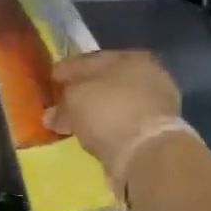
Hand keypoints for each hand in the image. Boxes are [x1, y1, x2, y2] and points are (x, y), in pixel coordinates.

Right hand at [46, 50, 185, 186]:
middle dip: (84, 90)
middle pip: (107, 81)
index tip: (52, 79)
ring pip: (117, 103)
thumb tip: (52, 116)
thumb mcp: (74, 100)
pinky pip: (124, 123)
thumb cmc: (109, 112)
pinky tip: (94, 135)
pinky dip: (109, 127)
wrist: (147, 153)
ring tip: (77, 123)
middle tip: (62, 101)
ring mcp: (158, 103)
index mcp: (130, 57)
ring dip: (97, 111)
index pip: (91, 60)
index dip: (68, 69)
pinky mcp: (159, 131)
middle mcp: (149, 75)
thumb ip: (61, 105)